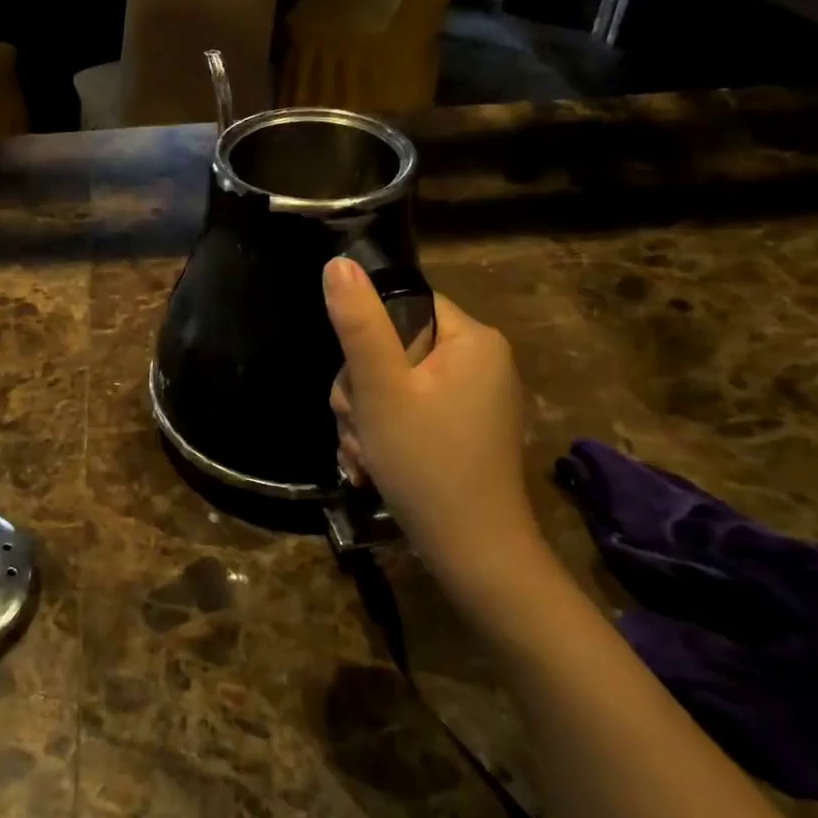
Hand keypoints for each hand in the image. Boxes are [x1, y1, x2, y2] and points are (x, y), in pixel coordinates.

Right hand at [325, 258, 557, 611]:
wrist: (472, 553)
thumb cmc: (426, 462)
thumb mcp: (381, 389)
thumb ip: (358, 324)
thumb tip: (337, 264)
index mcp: (472, 339)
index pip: (405, 305)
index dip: (368, 338)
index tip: (359, 380)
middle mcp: (481, 362)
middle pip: (394, 349)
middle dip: (361, 392)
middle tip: (358, 428)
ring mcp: (474, 400)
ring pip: (394, 386)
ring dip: (365, 419)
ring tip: (364, 455)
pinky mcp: (463, 431)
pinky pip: (410, 414)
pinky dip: (385, 437)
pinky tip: (373, 467)